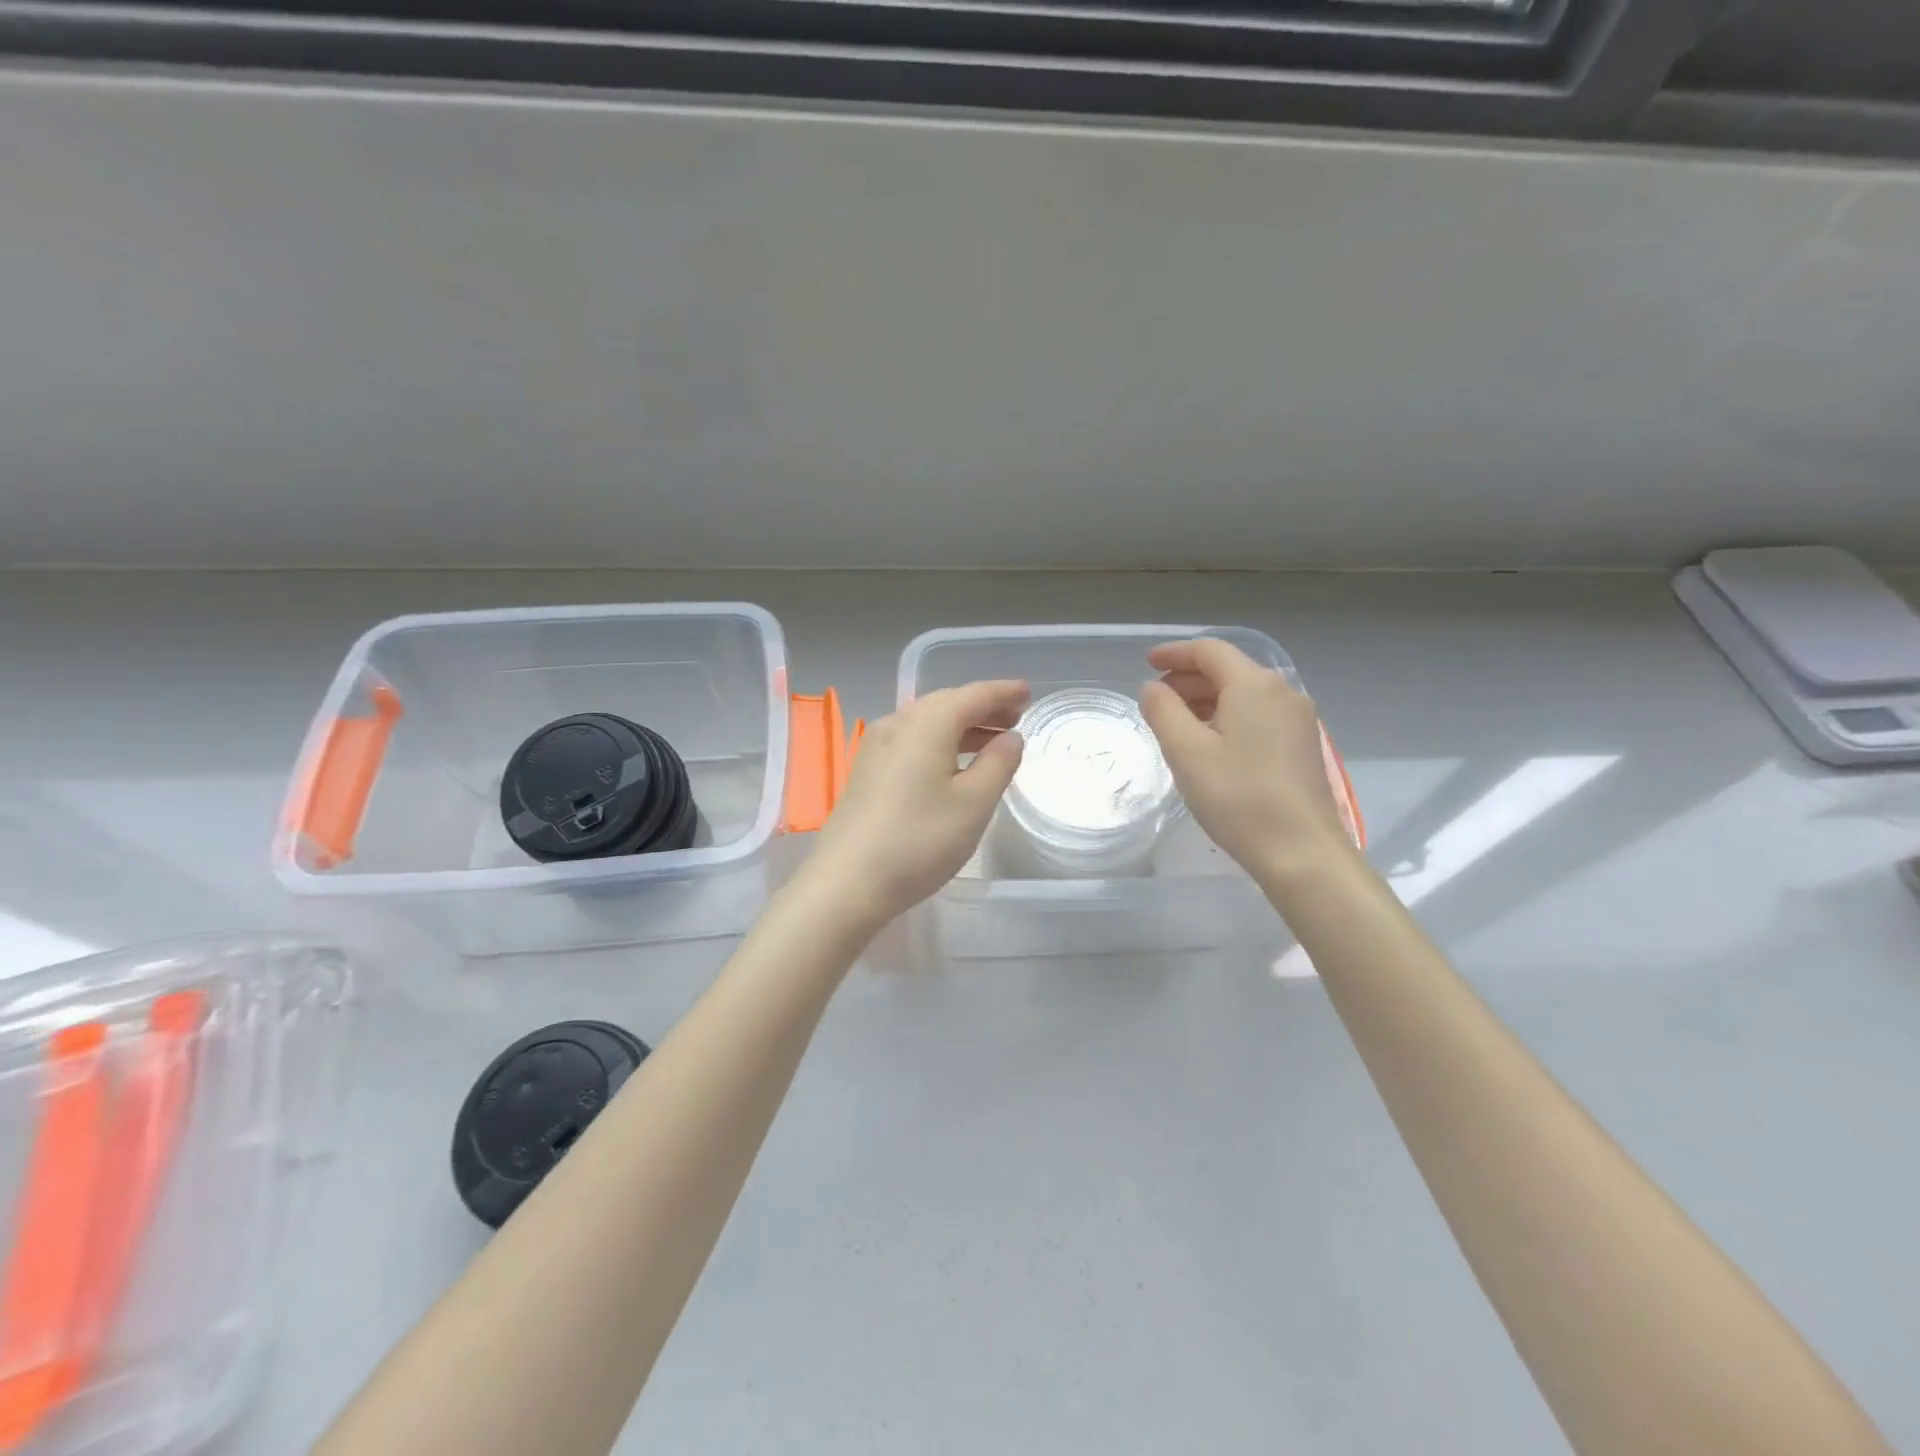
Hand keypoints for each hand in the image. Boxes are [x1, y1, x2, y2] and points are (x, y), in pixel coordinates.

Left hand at [805, 679, 1028, 927]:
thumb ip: (998, 763)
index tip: (1028, 692)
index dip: (1003, 692)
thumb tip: (1010, 737)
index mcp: (926, 724)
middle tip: (1016, 716)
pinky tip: (953, 763)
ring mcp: (876, 747)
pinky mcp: (867, 771)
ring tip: (993, 740)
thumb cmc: (920, 840)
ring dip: (962, 726)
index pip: (972, 695)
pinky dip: (940, 741)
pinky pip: (912, 740)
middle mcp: (897, 724)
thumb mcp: (974, 804)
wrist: (847, 882)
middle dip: (983, 707)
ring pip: (927, 722)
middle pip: (947, 703)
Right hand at [1139, 639, 1353, 883]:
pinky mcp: (1303, 746)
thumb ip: (1163, 711)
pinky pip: (1259, 715)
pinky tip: (1211, 743)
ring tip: (1178, 721)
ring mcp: (1298, 719)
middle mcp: (1282, 692)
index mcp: (1254, 685)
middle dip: (1189, 677)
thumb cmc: (1238, 797)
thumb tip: (1152, 688)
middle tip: (1157, 697)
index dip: (1175, 653)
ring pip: (1245, 694)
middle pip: (1230, 669)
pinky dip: (1228, 716)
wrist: (1302, 851)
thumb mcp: (1186, 752)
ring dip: (1208, 698)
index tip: (1146, 663)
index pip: (1209, 651)